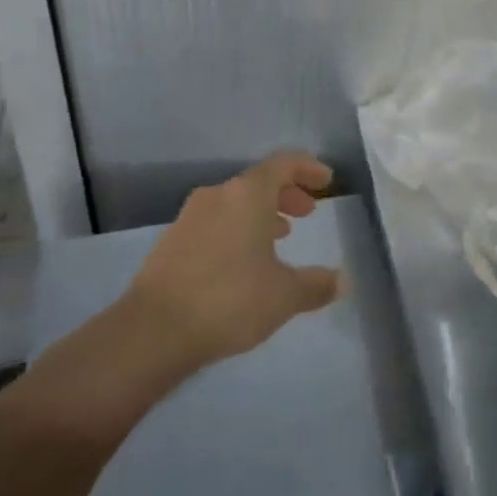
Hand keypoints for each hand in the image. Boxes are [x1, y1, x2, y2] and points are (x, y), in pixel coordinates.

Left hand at [127, 152, 341, 368]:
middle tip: (306, 213)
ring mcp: (189, 217)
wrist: (152, 331)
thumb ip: (316, 285)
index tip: (326, 181)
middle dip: (286, 194)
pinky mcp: (171, 242)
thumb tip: (344, 281)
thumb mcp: (283, 296)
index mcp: (247, 194)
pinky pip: (214, 222)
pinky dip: (236, 230)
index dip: (308, 168)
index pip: (283, 164)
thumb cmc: (229, 300)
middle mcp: (217, 195)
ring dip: (260, 213)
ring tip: (278, 237)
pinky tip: (242, 262)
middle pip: (258, 182)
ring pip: (234, 203)